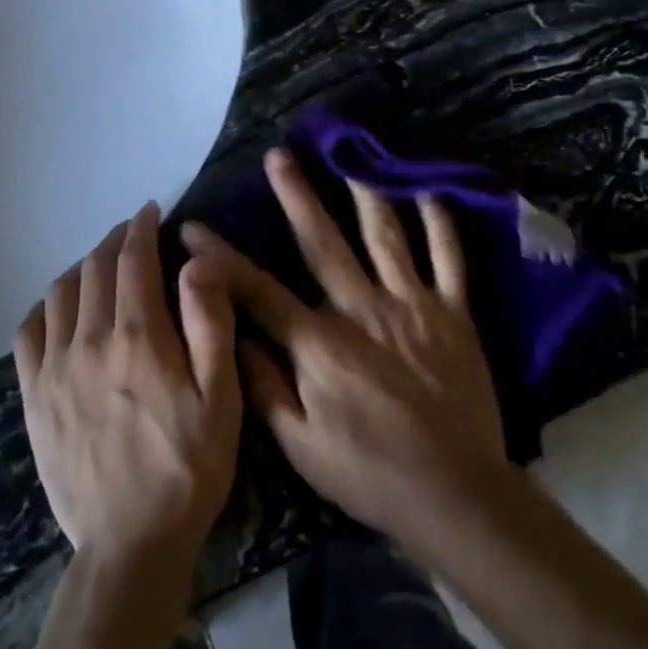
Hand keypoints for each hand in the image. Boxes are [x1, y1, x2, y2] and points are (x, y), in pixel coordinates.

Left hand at [15, 202, 240, 569]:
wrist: (130, 544)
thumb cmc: (189, 466)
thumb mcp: (221, 396)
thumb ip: (210, 322)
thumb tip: (196, 261)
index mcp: (139, 337)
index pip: (133, 260)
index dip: (142, 229)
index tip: (151, 212)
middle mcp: (89, 342)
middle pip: (95, 269)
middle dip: (115, 241)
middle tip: (134, 233)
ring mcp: (53, 370)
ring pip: (60, 293)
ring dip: (83, 266)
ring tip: (103, 264)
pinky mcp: (33, 399)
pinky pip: (28, 333)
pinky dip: (46, 306)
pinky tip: (61, 307)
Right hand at [181, 150, 507, 556]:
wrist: (454, 492)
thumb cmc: (370, 474)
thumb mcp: (301, 447)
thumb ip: (264, 388)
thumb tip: (233, 337)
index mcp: (320, 343)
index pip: (259, 290)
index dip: (222, 258)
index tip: (193, 228)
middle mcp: (362, 309)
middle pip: (323, 242)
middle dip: (297, 196)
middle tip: (279, 156)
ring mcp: (412, 304)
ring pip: (385, 236)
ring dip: (365, 193)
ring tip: (351, 157)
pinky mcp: (454, 313)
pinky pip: (449, 259)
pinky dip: (441, 225)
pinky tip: (430, 192)